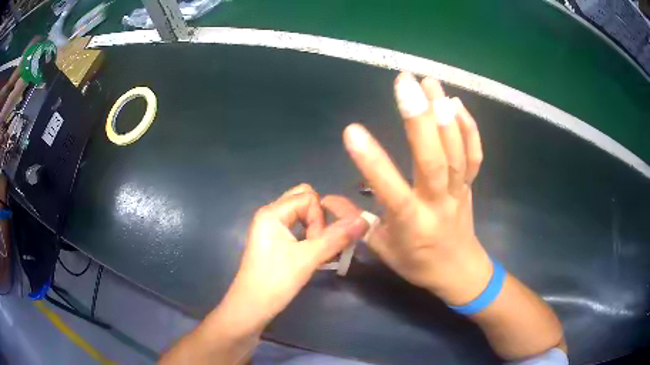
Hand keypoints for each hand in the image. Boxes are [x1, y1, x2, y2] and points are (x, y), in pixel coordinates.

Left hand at [219, 184, 367, 331]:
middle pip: (303, 200)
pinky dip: (308, 235)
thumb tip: (364, 219)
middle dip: (319, 218)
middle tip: (319, 243)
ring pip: (301, 215)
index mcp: (272, 212)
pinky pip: (296, 227)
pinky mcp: (274, 241)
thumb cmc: (275, 281)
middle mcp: (270, 214)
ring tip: (317, 250)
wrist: (251, 308)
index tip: (316, 244)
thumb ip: (337, 238)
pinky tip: (311, 253)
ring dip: (315, 228)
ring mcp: (271, 228)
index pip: (308, 198)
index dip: (319, 219)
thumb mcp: (307, 259)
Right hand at [341, 73, 490, 304]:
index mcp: (412, 223)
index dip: (371, 162)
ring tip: (429, 82)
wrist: (459, 271)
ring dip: (444, 114)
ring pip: (456, 152)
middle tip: (404, 83)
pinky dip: (469, 128)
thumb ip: (357, 221)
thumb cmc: (418, 263)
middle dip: (419, 119)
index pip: (390, 190)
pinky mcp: (471, 184)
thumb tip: (325, 200)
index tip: (351, 130)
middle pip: (433, 161)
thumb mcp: (383, 249)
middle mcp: (438, 203)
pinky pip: (474, 155)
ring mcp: (458, 190)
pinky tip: (456, 104)